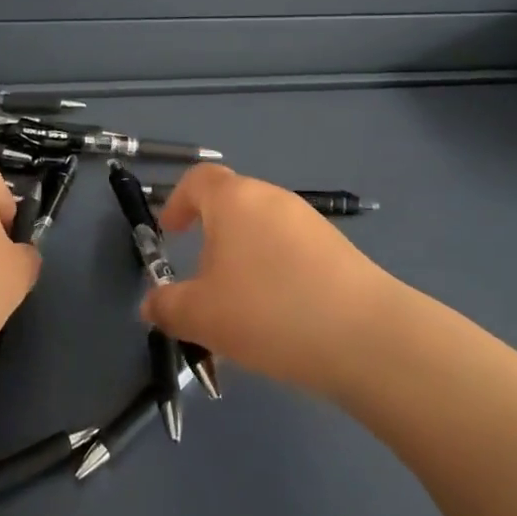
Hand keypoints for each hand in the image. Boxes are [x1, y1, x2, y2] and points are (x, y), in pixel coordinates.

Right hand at [141, 164, 399, 395]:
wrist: (364, 336)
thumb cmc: (267, 312)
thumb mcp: (201, 316)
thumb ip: (166, 306)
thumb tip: (152, 303)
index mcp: (234, 200)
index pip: (197, 179)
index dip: (177, 201)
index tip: (169, 233)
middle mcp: (272, 198)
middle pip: (231, 205)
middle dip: (211, 239)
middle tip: (201, 283)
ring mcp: (309, 221)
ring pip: (262, 232)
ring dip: (243, 260)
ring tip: (239, 310)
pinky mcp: (337, 248)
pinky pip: (290, 251)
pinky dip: (274, 273)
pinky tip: (279, 317)